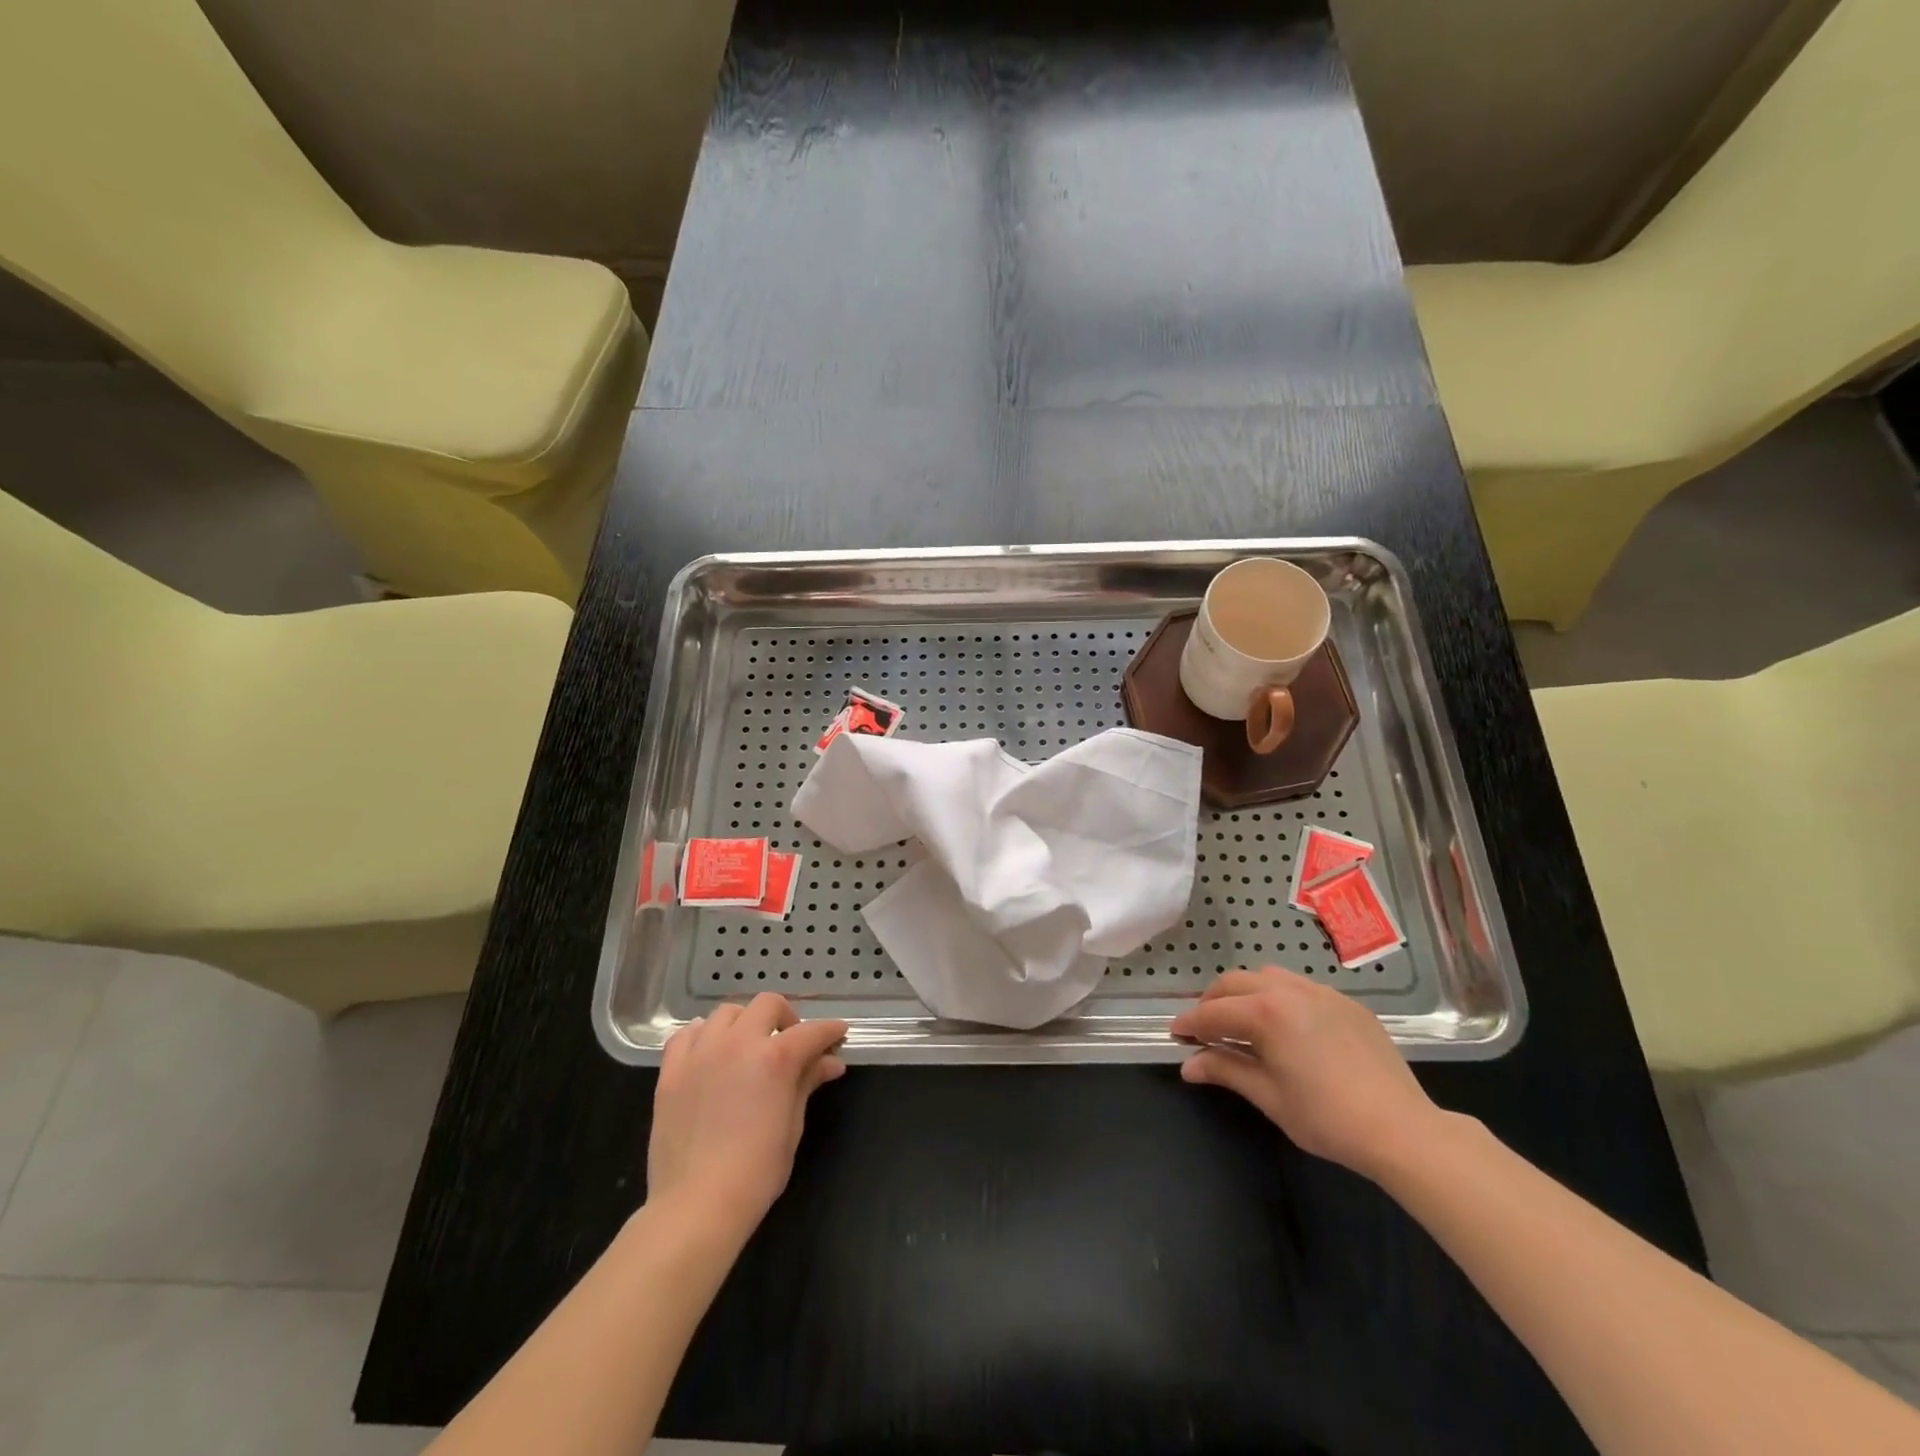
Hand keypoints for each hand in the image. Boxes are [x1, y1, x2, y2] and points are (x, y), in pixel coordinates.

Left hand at [647, 994, 848, 1234]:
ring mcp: (701, 1053)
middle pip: (767, 1004)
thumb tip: (830, 1062)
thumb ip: (807, 1083)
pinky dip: (704, 1035)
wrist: (696, 1205)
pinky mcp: (672, 1070)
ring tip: (748, 1047)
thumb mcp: (792, 1125)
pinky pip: (688, 1033)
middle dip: (786, 1017)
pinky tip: (711, 1053)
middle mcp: (738, 1043)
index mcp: (775, 1058)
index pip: (811, 1031)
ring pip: (727, 1012)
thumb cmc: (756, 1172)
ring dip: (745, 1023)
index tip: (838, 1034)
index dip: (830, 1030)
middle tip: (790, 1043)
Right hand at [1171, 966, 1441, 1179]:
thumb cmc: (1327, 1117)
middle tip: (1205, 1029)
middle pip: (1235, 983)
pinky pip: (1301, 987)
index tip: (1175, 1035)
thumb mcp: (1268, 1096)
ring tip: (1243, 1022)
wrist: (1402, 1129)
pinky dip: (1280, 998)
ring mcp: (1321, 993)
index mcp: (1265, 1011)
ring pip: (1267, 977)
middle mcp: (1289, 990)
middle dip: (1213, 1002)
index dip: (1190, 1024)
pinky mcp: (1347, 1003)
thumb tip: (1188, 1065)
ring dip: (1245, 993)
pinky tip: (1287, 1027)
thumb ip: (1225, 1071)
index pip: (1213, 1012)